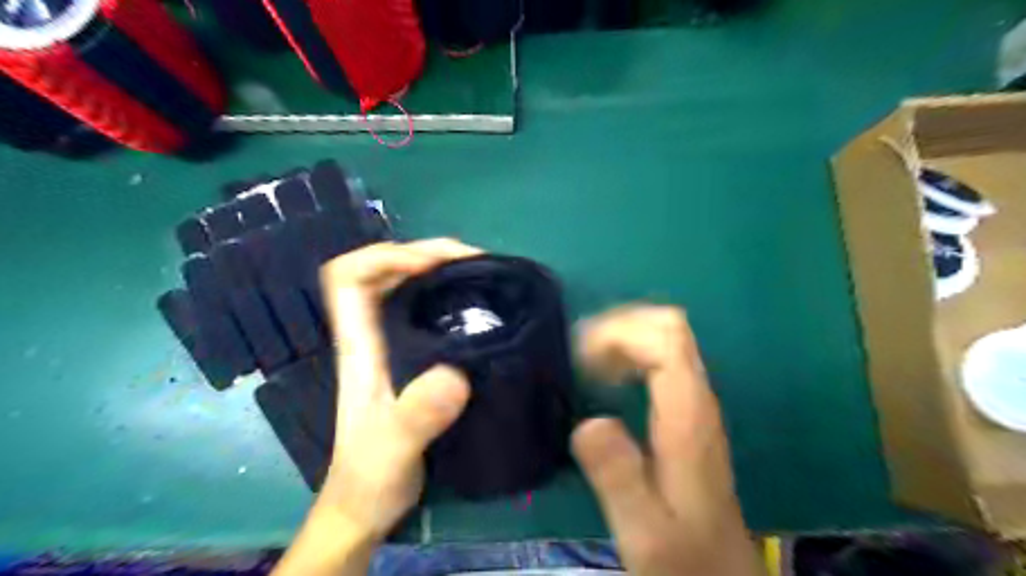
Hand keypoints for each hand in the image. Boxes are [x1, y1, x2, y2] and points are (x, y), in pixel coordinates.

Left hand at [273, 237, 481, 574]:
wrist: (366, 506)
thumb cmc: (370, 477)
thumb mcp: (393, 448)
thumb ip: (417, 416)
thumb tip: (455, 375)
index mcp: (358, 345)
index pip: (349, 276)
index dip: (386, 256)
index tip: (433, 265)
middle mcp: (372, 336)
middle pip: (383, 271)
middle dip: (425, 254)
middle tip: (475, 262)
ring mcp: (392, 346)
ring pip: (407, 288)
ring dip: (441, 271)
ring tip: (483, 275)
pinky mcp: (414, 360)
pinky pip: (429, 313)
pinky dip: (451, 298)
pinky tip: (479, 308)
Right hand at [574, 305, 764, 574]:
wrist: (716, 570)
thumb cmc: (680, 551)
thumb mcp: (643, 528)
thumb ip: (618, 477)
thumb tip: (589, 422)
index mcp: (688, 416)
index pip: (667, 340)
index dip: (620, 334)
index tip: (581, 360)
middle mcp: (697, 397)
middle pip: (670, 326)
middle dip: (620, 326)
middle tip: (581, 355)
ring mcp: (694, 399)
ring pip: (666, 336)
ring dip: (623, 336)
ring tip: (588, 362)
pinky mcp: (686, 408)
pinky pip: (660, 356)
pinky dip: (629, 351)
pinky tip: (606, 376)